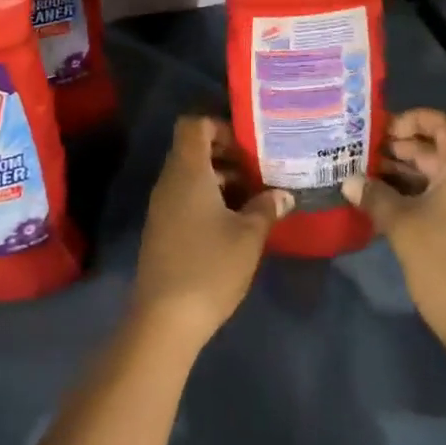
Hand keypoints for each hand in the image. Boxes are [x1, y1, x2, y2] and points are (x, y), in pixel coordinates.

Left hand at [132, 116, 292, 354]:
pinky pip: (185, 197)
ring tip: (255, 198)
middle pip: (194, 149)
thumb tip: (283, 194)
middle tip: (260, 171)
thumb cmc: (209, 267)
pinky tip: (235, 222)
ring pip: (191, 176)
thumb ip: (266, 208)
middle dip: (227, 155)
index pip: (194, 125)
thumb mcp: (248, 236)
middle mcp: (170, 181)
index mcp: (188, 171)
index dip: (220, 126)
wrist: (164, 319)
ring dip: (221, 179)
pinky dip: (209, 199)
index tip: (249, 146)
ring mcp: (162, 206)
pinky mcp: (162, 229)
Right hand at [342, 108, 445, 359]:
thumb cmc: (444, 266)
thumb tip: (350, 181)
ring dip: (408, 176)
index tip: (383, 132)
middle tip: (364, 157)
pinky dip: (421, 197)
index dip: (415, 119)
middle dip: (402, 150)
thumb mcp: (401, 227)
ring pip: (442, 180)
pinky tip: (390, 209)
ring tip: (369, 181)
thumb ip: (374, 196)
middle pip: (441, 152)